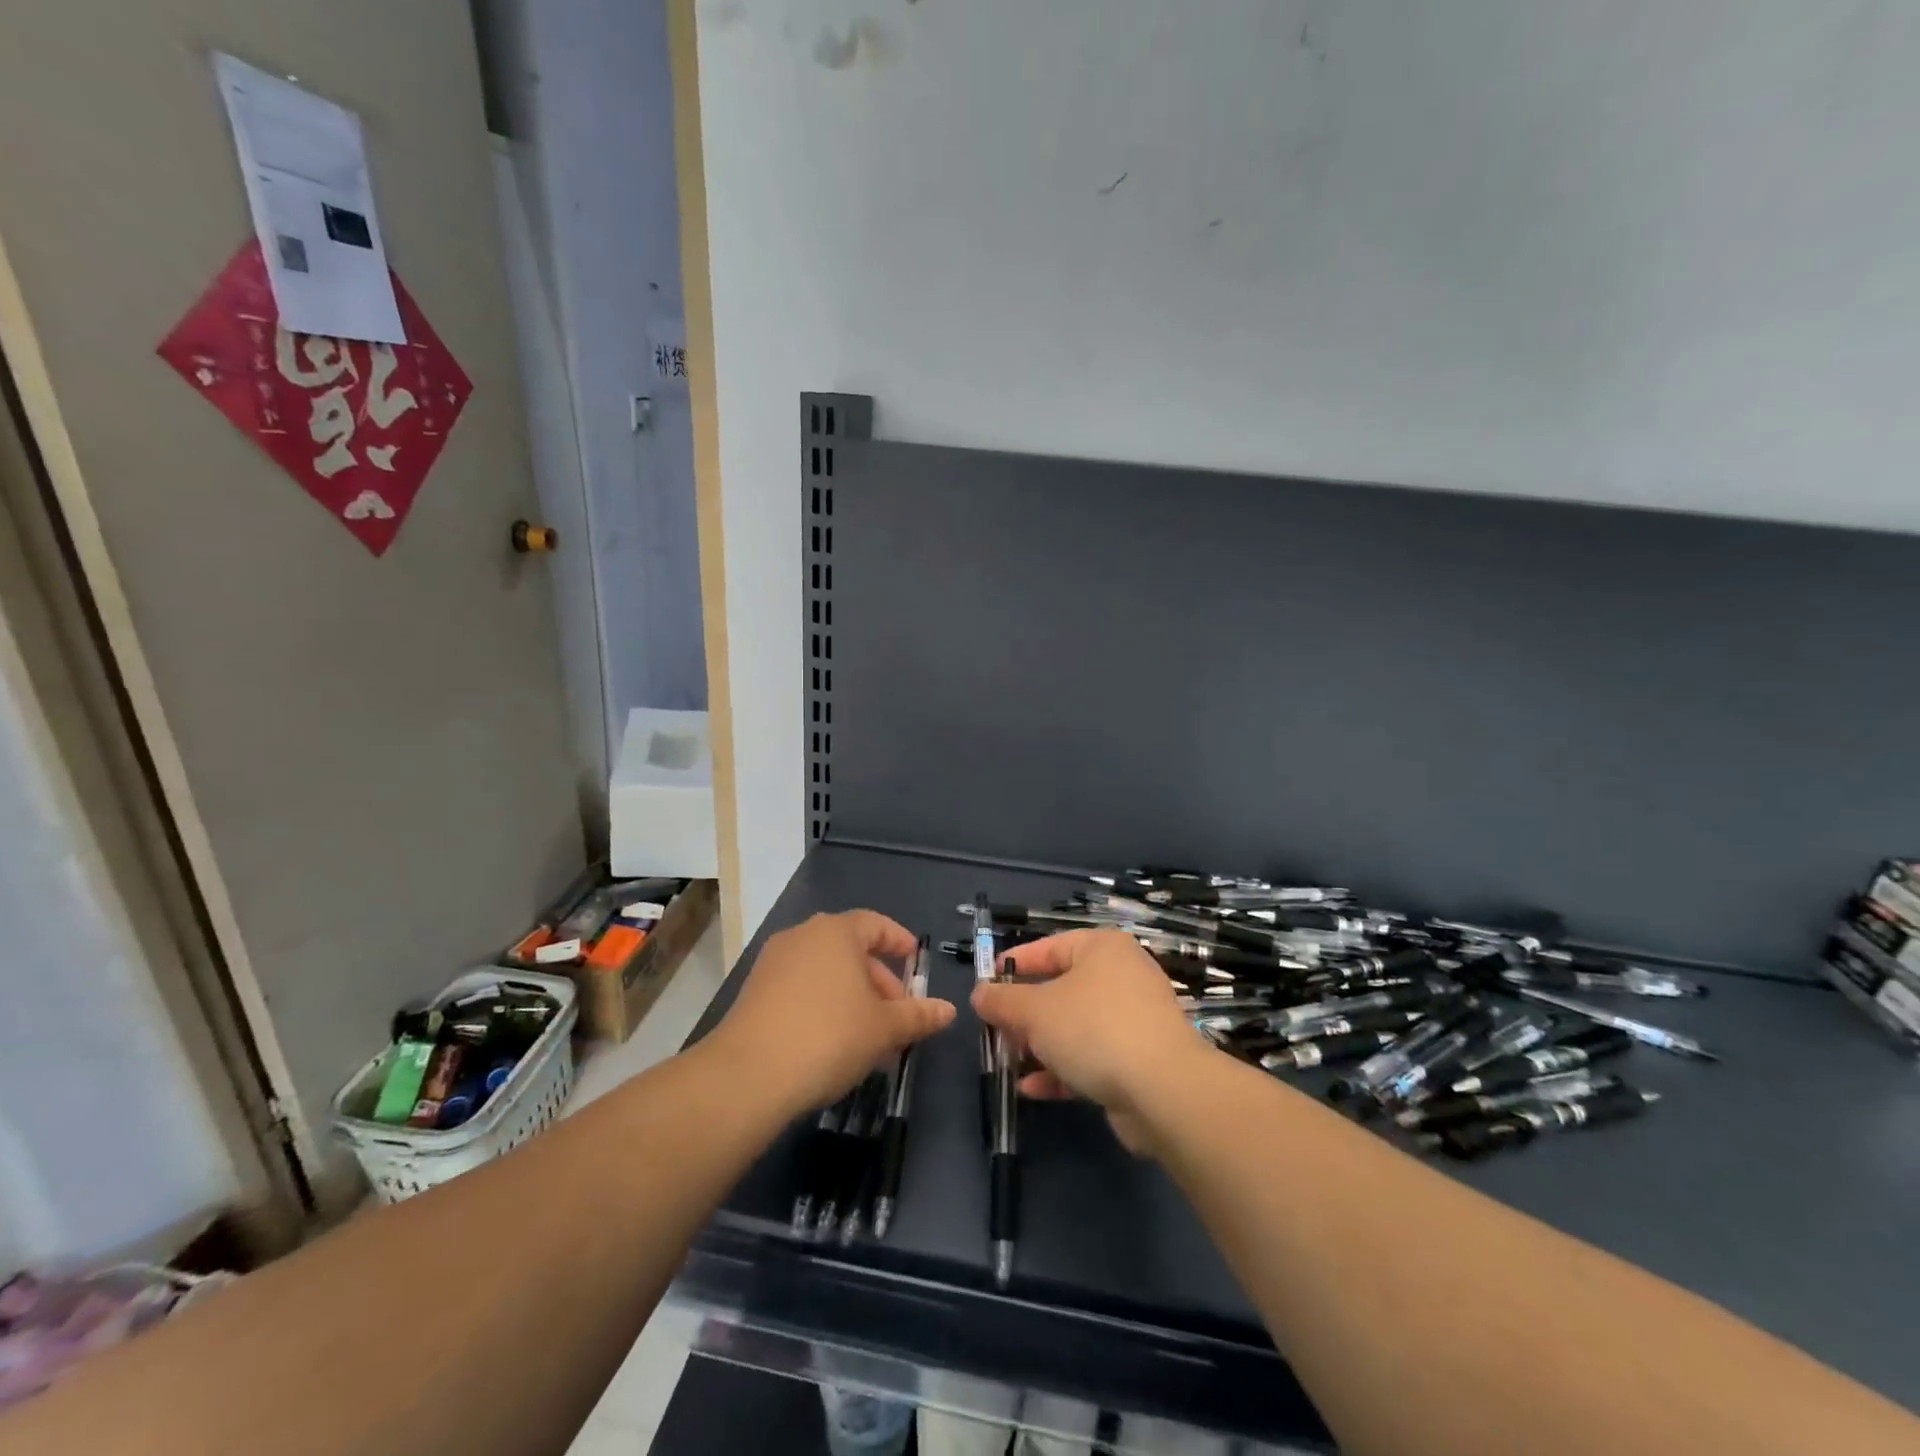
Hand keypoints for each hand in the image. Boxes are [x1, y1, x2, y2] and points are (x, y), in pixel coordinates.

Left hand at [708, 910, 955, 1114]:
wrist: (749, 1075)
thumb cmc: (830, 1036)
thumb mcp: (884, 1028)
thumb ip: (918, 1015)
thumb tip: (948, 1010)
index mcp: (837, 931)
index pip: (876, 924)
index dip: (899, 942)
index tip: (915, 964)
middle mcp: (803, 936)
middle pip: (851, 950)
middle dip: (879, 981)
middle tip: (897, 1016)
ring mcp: (774, 963)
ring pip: (825, 972)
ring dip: (852, 997)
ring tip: (869, 1037)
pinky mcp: (754, 992)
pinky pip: (801, 988)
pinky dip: (823, 1005)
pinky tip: (833, 1043)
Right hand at [972, 929, 1212, 1152]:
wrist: (1164, 1090)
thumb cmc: (1093, 1030)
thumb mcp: (1034, 1011)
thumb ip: (1001, 1001)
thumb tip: (979, 994)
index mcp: (1101, 948)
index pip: (1048, 947)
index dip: (1013, 965)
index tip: (986, 985)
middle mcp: (1121, 975)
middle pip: (1061, 988)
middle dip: (1025, 1013)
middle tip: (996, 1030)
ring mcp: (1134, 1018)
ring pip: (1075, 1026)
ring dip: (1040, 1045)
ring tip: (1009, 1062)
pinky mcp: (1139, 1058)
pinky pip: (1092, 1056)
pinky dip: (1063, 1069)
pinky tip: (1033, 1089)